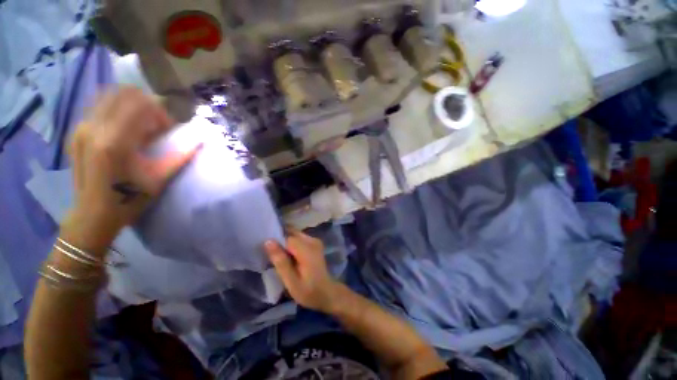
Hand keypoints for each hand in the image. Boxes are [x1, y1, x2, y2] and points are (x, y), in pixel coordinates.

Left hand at [66, 87, 199, 249]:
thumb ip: (180, 156)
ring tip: (139, 126)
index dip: (160, 111)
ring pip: (109, 96)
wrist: (92, 214)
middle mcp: (94, 128)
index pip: (140, 104)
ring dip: (130, 105)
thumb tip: (200, 140)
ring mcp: (81, 128)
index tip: (167, 128)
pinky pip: (99, 106)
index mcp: (115, 142)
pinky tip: (124, 129)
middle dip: (145, 104)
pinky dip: (116, 110)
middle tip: (154, 124)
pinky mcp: (77, 132)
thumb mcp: (159, 179)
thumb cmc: (128, 199)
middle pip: (123, 93)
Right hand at [264, 231, 340, 312]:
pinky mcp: (315, 243)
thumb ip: (280, 261)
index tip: (267, 252)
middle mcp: (312, 240)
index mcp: (307, 249)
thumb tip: (268, 242)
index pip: (286, 237)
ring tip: (279, 257)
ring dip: (286, 243)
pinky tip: (288, 256)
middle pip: (291, 233)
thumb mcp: (291, 281)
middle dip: (280, 240)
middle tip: (272, 255)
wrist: (327, 293)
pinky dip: (292, 245)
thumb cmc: (308, 290)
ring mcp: (315, 241)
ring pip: (295, 235)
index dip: (276, 242)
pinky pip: (299, 239)